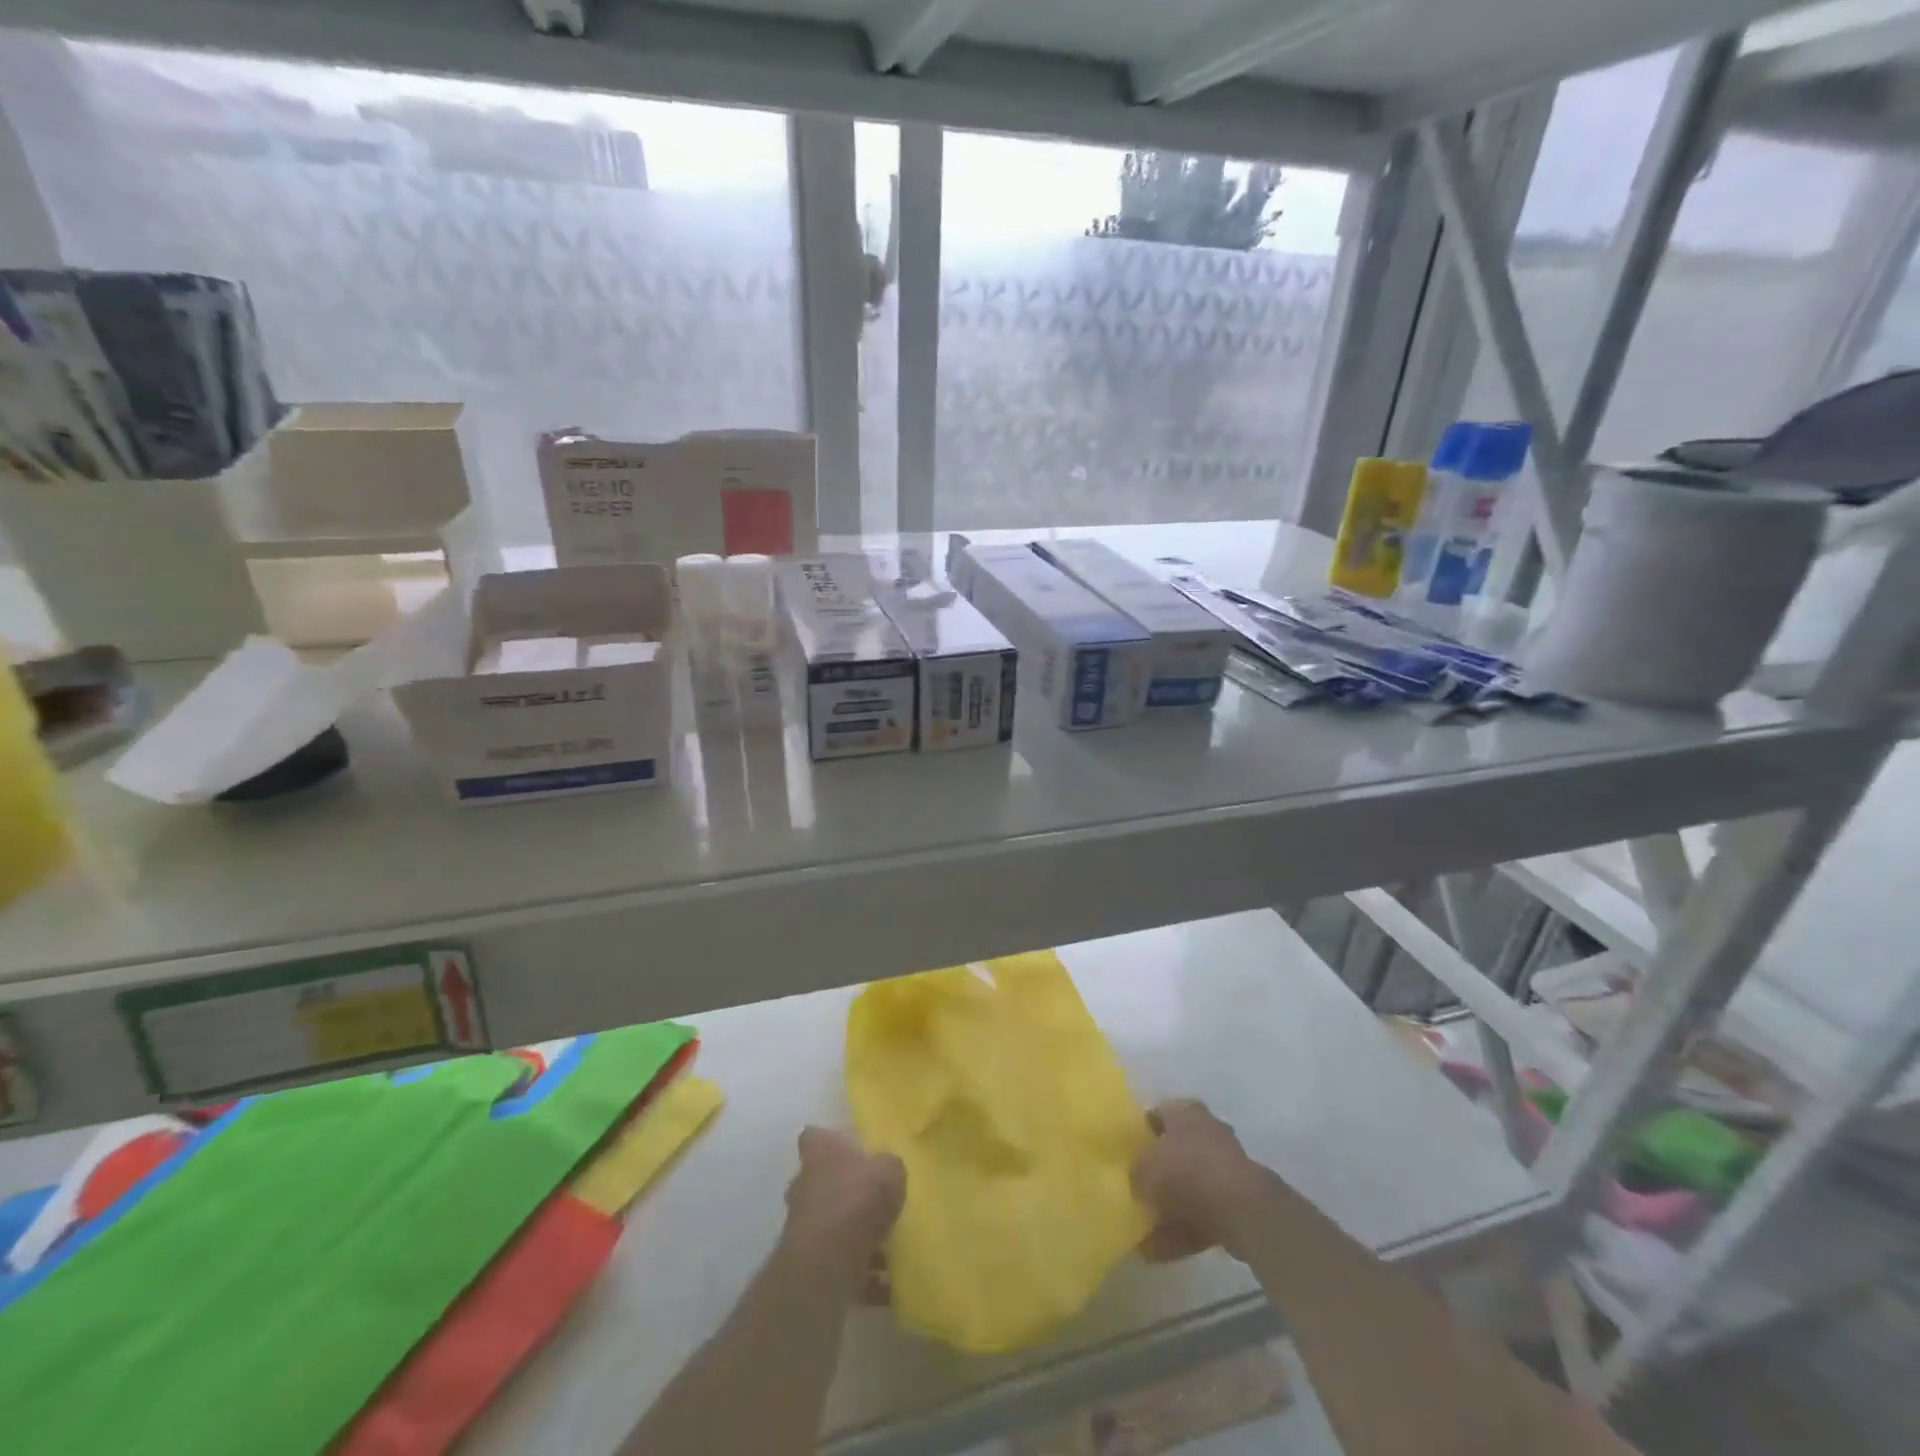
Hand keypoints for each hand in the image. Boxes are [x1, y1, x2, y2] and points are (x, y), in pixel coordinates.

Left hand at [780, 1127, 905, 1298]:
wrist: (825, 1264)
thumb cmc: (856, 1200)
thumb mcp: (889, 1172)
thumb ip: (889, 1167)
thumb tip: (887, 1170)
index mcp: (819, 1153)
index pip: (815, 1136)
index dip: (829, 1140)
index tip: (848, 1148)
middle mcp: (804, 1184)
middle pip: (821, 1179)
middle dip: (843, 1188)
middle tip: (872, 1198)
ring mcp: (802, 1224)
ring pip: (830, 1221)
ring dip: (851, 1232)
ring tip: (885, 1247)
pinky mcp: (806, 1261)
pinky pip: (837, 1261)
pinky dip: (857, 1271)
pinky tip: (883, 1284)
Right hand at [1132, 1099, 1272, 1263]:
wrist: (1242, 1210)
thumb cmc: (1186, 1173)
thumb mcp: (1144, 1168)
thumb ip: (1135, 1171)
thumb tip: (1135, 1178)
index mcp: (1185, 1111)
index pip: (1157, 1114)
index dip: (1141, 1132)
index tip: (1127, 1153)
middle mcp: (1207, 1131)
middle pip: (1175, 1150)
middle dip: (1159, 1172)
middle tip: (1138, 1190)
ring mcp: (1226, 1167)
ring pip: (1190, 1186)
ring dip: (1170, 1207)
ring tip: (1143, 1233)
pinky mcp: (1237, 1201)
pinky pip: (1202, 1213)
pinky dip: (1182, 1230)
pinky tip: (1157, 1251)